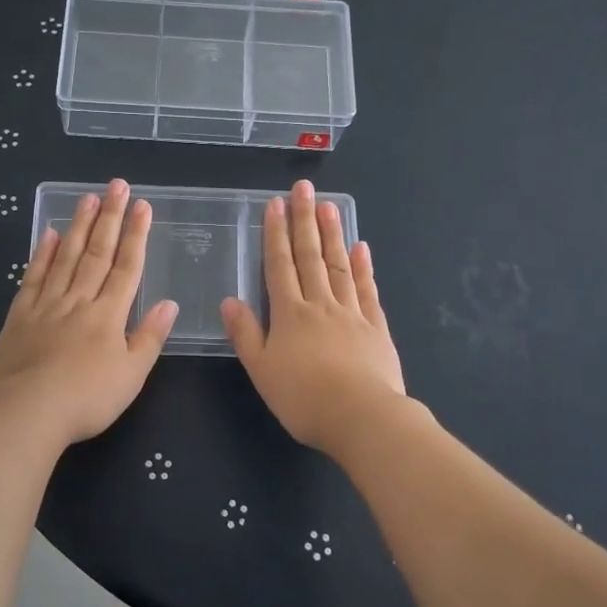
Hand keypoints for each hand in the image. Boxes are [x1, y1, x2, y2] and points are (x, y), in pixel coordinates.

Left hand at [0, 179, 177, 446]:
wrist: (28, 411)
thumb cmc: (88, 398)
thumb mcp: (132, 375)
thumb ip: (150, 337)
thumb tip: (170, 304)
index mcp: (109, 314)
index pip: (127, 267)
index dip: (136, 235)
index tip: (142, 205)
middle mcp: (80, 300)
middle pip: (98, 253)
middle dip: (110, 217)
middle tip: (116, 185)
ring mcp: (47, 304)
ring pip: (66, 257)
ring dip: (79, 226)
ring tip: (87, 197)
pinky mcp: (20, 315)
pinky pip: (34, 277)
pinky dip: (42, 254)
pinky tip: (49, 234)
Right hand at [221, 180, 405, 451]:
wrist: (362, 418)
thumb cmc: (304, 399)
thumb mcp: (262, 371)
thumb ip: (246, 334)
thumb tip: (229, 300)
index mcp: (290, 314)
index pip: (280, 265)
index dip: (275, 233)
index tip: (275, 204)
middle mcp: (320, 304)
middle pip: (311, 256)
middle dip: (305, 220)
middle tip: (304, 188)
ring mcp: (351, 313)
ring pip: (339, 265)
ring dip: (333, 234)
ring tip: (329, 205)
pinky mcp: (376, 327)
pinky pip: (367, 290)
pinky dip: (362, 267)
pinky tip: (360, 248)